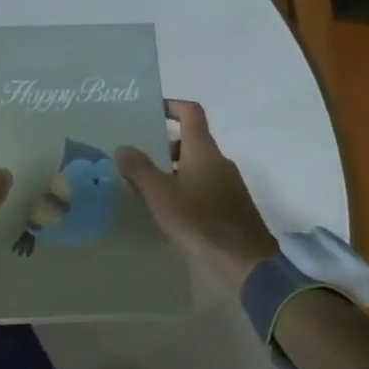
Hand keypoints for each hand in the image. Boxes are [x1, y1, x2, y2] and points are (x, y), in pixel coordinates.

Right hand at [116, 99, 275, 291]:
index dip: (171, 105)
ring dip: (173, 170)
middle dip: (164, 146)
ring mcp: (229, 184)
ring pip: (197, 166)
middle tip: (138, 157)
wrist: (245, 263)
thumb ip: (139, 169)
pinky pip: (205, 186)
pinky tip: (170, 211)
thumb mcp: (160, 195)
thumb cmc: (199, 221)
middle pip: (191, 141)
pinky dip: (186, 189)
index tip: (151, 110)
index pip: (191, 112)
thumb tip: (123, 148)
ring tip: (148, 187)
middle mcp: (219, 161)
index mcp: (203, 150)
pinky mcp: (232, 206)